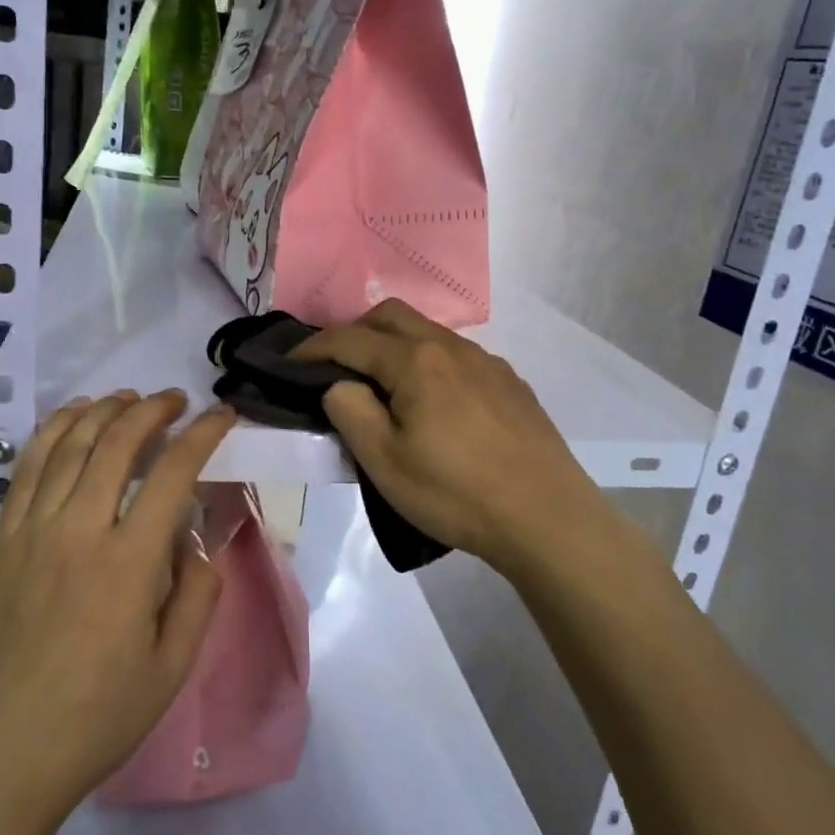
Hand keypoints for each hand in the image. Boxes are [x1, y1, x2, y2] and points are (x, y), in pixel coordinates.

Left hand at [0, 390, 234, 820]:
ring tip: (129, 398)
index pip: (173, 471)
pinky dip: (53, 432)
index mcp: (128, 562)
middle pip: (118, 442)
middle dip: (153, 409)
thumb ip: (197, 595)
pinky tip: (72, 419)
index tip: (222, 415)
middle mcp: (78, 530)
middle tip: (176, 400)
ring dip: (104, 410)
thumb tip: (197, 542)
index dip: (203, 433)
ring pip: (69, 444)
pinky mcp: (0, 541)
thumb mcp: (172, 668)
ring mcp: (31, 531)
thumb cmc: (96, 720)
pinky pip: (27, 468)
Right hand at [295, 300, 616, 577]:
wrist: (546, 517)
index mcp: (416, 361)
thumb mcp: (384, 462)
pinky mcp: (510, 382)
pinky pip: (457, 355)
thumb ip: (350, 411)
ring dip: (394, 345)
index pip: (350, 339)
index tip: (287, 363)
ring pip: (428, 333)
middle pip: (391, 316)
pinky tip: (434, 403)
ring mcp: (487, 362)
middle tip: (335, 367)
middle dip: (355, 331)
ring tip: (383, 386)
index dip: (312, 348)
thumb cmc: (455, 493)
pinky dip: (428, 362)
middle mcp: (452, 347)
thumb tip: (338, 384)